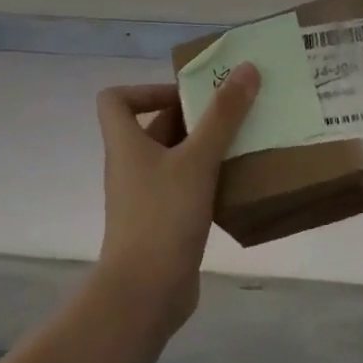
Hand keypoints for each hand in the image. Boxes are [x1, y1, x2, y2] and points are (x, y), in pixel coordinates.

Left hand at [94, 64, 260, 331]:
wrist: (145, 294)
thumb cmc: (163, 216)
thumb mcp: (197, 160)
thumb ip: (223, 115)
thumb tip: (246, 68)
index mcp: (126, 143)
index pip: (116, 99)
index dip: (147, 89)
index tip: (187, 95)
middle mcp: (131, 166)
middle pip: (156, 126)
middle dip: (194, 116)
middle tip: (236, 110)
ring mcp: (147, 197)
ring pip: (176, 158)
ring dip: (206, 148)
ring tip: (246, 141)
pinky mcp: (164, 223)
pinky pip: (186, 188)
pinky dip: (209, 180)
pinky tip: (240, 182)